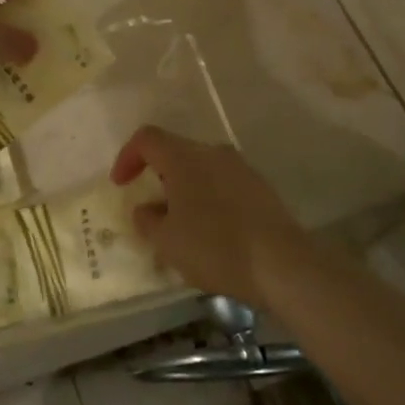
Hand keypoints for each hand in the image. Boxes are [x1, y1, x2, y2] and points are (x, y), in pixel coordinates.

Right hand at [110, 126, 310, 305]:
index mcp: (184, 157)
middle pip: (176, 152)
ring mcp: (241, 168)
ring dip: (185, 189)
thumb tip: (145, 209)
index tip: (121, 185)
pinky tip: (211, 232)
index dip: (127, 157)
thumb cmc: (215, 247)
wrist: (283, 266)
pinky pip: (223, 184)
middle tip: (152, 209)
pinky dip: (209, 199)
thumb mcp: (166, 241)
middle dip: (158, 176)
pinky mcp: (261, 188)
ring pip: (201, 169)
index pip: (147, 138)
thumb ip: (147, 220)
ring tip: (182, 225)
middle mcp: (213, 152)